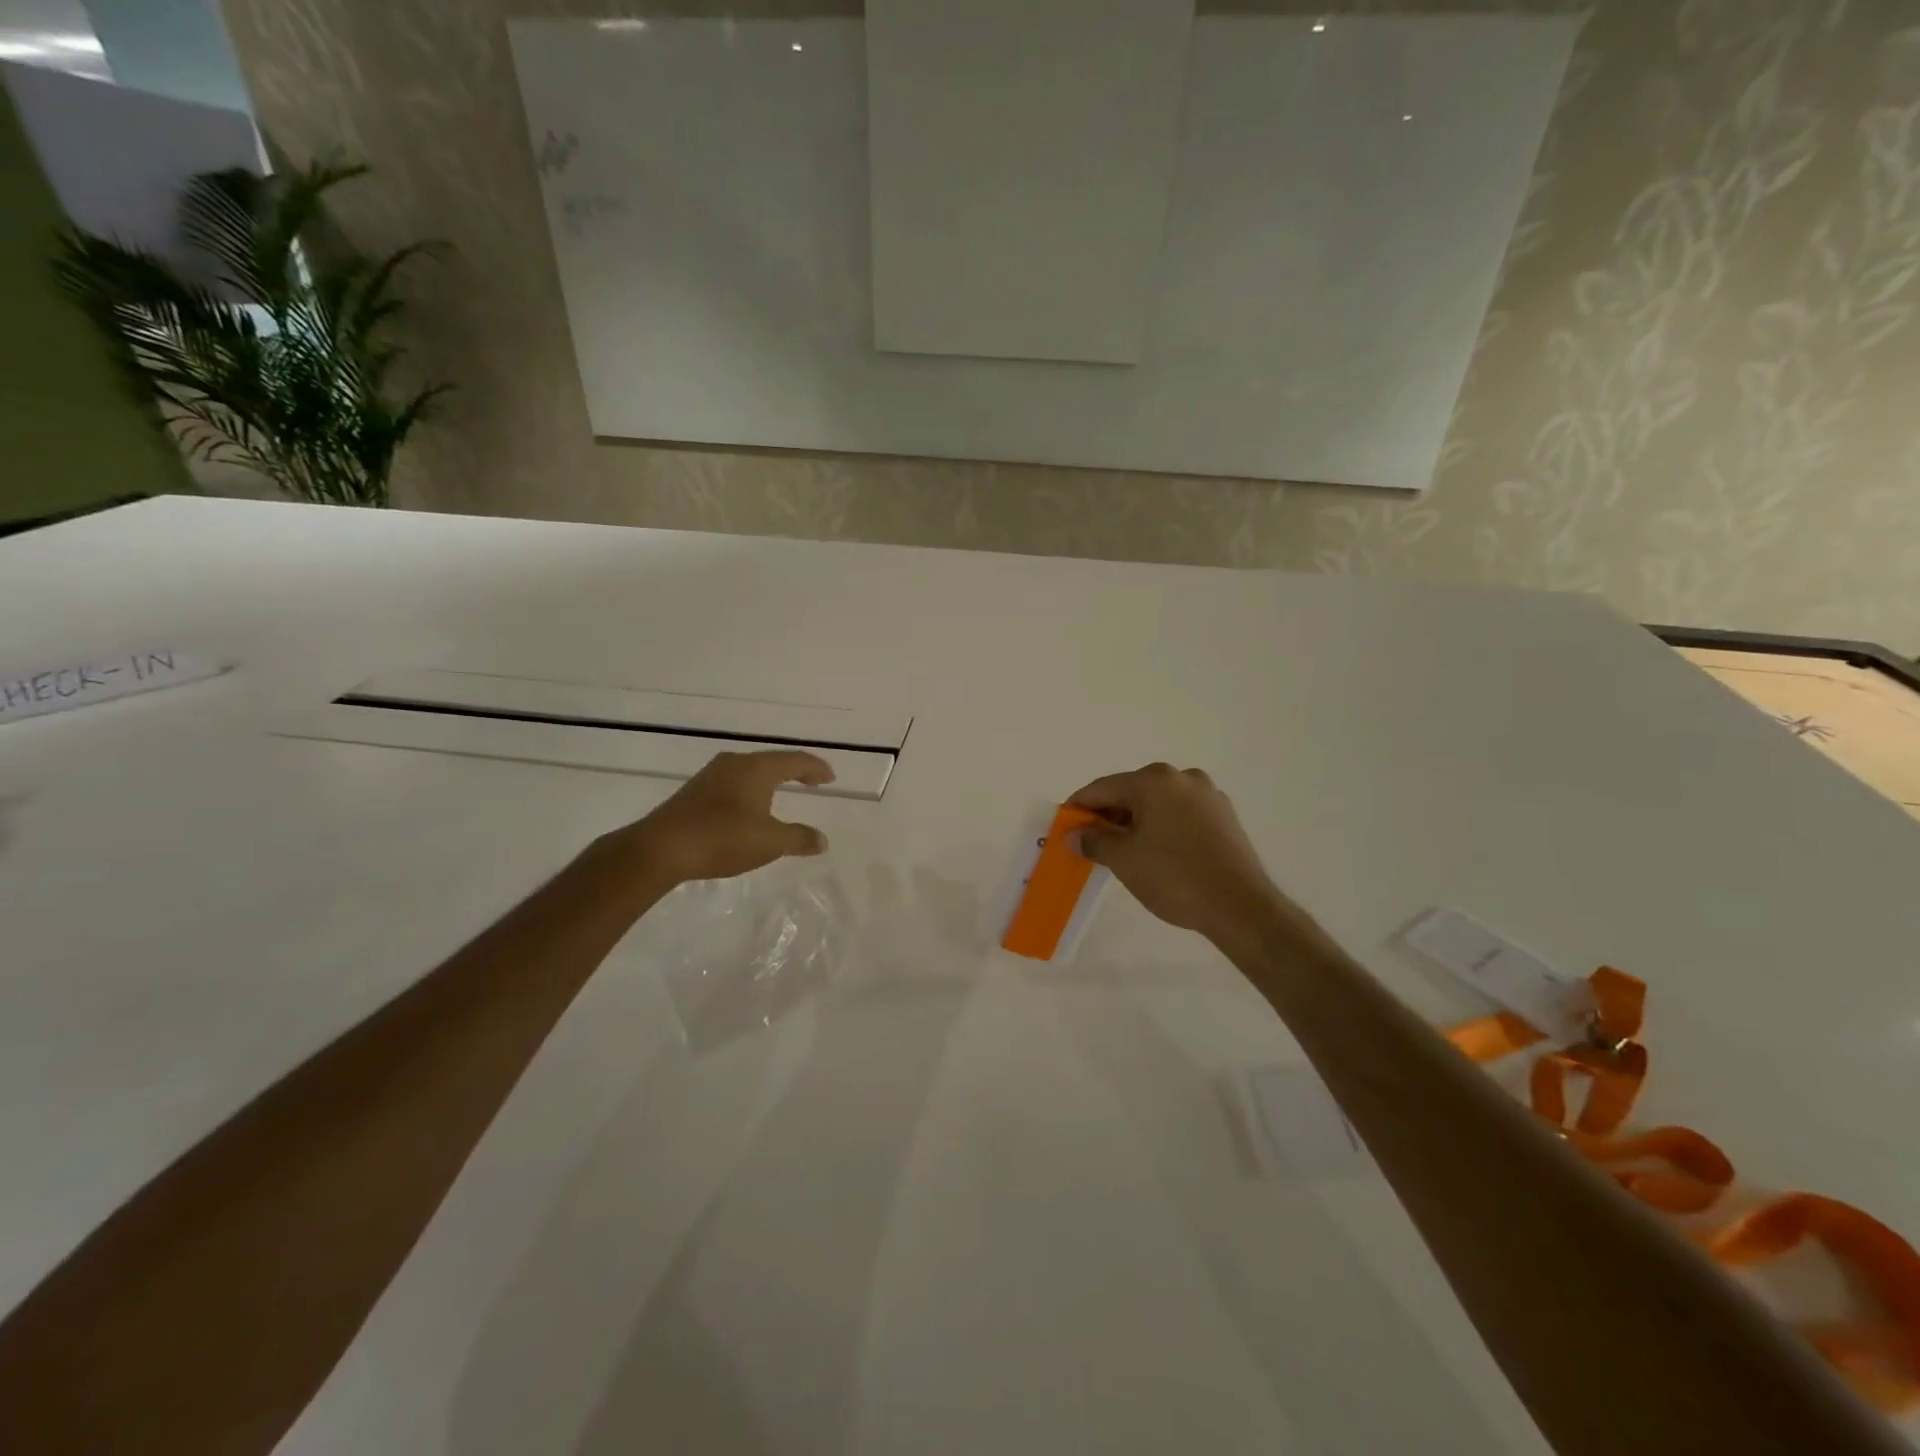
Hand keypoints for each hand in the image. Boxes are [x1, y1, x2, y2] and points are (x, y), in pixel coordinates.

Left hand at [618, 750, 833, 885]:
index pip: (795, 760)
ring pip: (750, 771)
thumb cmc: (722, 838)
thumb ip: (799, 838)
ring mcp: (711, 776)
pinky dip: (751, 790)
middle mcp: (734, 764)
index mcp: (756, 768)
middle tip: (812, 782)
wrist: (660, 849)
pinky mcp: (694, 791)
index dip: (815, 769)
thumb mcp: (769, 842)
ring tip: (783, 792)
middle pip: (772, 761)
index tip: (830, 778)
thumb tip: (822, 840)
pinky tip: (749, 806)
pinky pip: (734, 782)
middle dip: (794, 771)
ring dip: (770, 780)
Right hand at [1070, 763, 1283, 944]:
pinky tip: (1156, 851)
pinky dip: (1162, 826)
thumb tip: (1074, 835)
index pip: (1103, 788)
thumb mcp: (1124, 860)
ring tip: (1122, 850)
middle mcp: (1181, 777)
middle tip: (1091, 841)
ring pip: (1158, 802)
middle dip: (1109, 814)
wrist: (1240, 906)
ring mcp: (1207, 794)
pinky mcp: (1224, 815)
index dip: (1079, 806)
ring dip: (1136, 821)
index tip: (1064, 825)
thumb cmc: (1174, 877)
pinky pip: (1180, 813)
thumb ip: (1094, 841)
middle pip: (1131, 791)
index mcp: (1153, 780)